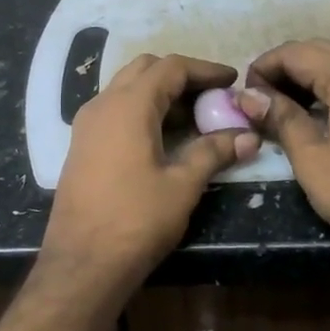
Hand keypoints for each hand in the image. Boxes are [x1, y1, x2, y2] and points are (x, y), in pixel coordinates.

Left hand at [42, 54, 259, 295]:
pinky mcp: (81, 146)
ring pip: (126, 89)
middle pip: (145, 69)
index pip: (171, 67)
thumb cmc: (136, 220)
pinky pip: (114, 111)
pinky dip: (141, 111)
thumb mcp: (182, 185)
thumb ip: (213, 153)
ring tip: (192, 117)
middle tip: (212, 97)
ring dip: (159, 93)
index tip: (232, 80)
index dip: (205, 70)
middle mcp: (102, 105)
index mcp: (128, 106)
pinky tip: (162, 137)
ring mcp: (86, 125)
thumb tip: (248, 137)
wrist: (82, 262)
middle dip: (180, 76)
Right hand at [239, 39, 329, 269]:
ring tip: (286, 111)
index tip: (246, 95)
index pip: (298, 52)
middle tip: (262, 101)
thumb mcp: (312, 160)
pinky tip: (323, 119)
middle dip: (287, 70)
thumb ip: (281, 119)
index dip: (265, 67)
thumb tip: (248, 96)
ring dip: (312, 79)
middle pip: (323, 52)